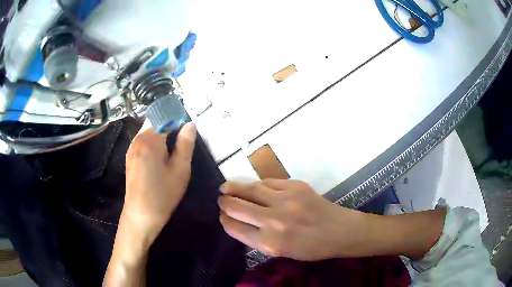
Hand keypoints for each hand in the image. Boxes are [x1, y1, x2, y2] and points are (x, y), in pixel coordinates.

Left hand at [123, 122, 196, 243]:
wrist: (140, 216)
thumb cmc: (162, 195)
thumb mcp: (180, 170)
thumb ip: (185, 144)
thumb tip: (190, 124)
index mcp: (150, 140)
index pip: (165, 117)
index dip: (178, 117)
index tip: (188, 126)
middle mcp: (137, 139)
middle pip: (156, 121)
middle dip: (170, 125)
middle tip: (183, 141)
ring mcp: (131, 148)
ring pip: (149, 131)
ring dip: (162, 134)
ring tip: (173, 150)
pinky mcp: (130, 157)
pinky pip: (143, 141)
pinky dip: (154, 142)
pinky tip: (161, 158)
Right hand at [217, 179, 369, 260]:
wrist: (339, 230)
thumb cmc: (310, 247)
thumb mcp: (280, 252)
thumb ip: (256, 238)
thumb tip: (235, 221)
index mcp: (269, 243)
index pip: (235, 227)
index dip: (225, 220)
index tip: (222, 216)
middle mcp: (274, 221)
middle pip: (237, 206)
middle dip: (224, 202)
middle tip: (221, 199)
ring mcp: (285, 200)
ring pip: (250, 189)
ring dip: (234, 187)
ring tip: (226, 187)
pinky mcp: (295, 186)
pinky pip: (267, 182)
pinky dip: (257, 185)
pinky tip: (252, 187)